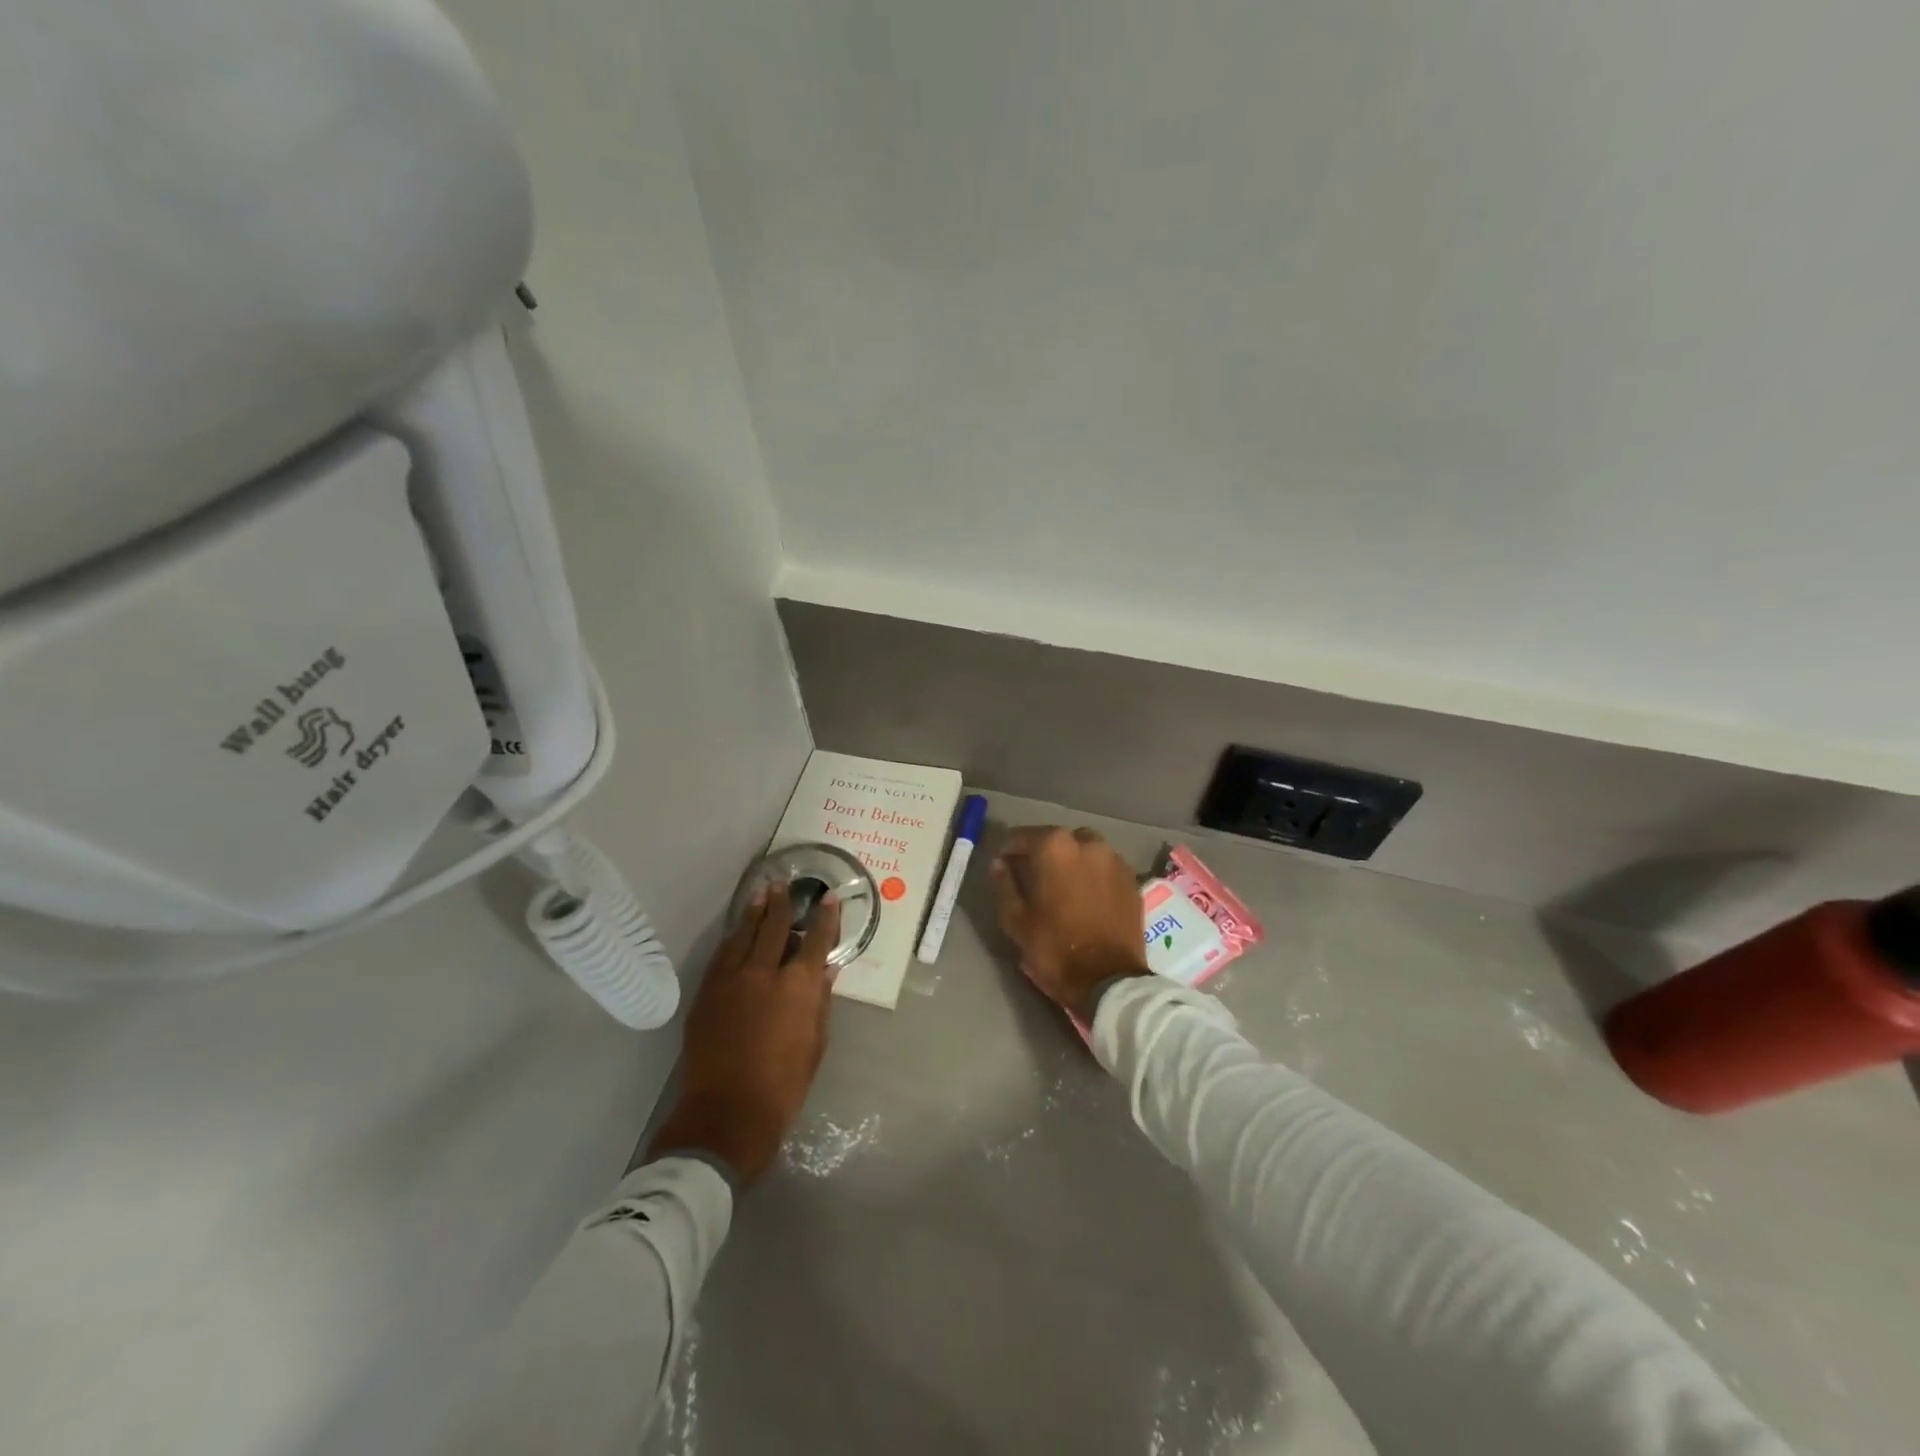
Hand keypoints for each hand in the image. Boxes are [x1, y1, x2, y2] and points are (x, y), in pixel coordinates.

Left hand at [649, 882, 840, 1187]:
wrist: (726, 1114)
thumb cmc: (783, 1086)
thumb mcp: (815, 1045)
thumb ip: (820, 1003)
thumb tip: (825, 971)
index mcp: (797, 987)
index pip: (816, 941)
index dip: (825, 918)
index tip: (829, 898)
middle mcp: (764, 974)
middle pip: (774, 928)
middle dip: (781, 903)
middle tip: (783, 882)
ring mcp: (730, 981)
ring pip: (742, 935)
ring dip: (753, 913)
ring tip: (760, 893)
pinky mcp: (707, 994)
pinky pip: (721, 956)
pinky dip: (731, 939)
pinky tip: (735, 932)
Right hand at [990, 826, 1148, 1021]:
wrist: (1110, 980)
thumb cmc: (1055, 948)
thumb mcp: (1015, 920)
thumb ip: (1004, 884)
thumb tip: (999, 863)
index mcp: (1055, 847)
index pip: (1022, 836)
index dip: (1009, 851)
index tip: (1004, 866)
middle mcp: (1087, 843)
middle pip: (1057, 840)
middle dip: (1043, 854)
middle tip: (1034, 878)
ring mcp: (1115, 859)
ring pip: (1084, 851)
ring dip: (1071, 862)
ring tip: (1063, 887)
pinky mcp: (1132, 879)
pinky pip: (1105, 867)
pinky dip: (1093, 875)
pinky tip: (1087, 897)